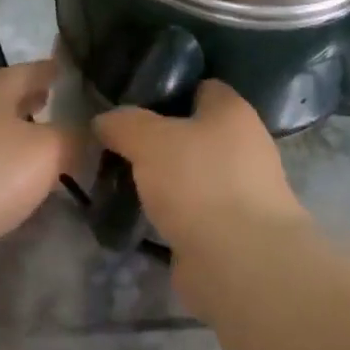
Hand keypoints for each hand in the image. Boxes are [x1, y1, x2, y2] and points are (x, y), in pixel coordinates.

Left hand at [0, 60, 80, 282]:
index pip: (24, 71)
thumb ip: (73, 139)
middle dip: (26, 102)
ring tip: (38, 150)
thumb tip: (90, 134)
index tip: (65, 68)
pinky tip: (11, 190)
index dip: (46, 69)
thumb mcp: (49, 150)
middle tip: (53, 105)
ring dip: (10, 139)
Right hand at [94, 80, 308, 260]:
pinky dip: (171, 212)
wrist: (240, 262)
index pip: (200, 87)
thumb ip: (124, 124)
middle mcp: (244, 144)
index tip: (129, 103)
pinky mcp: (231, 227)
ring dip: (163, 179)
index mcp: (233, 111)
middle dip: (158, 139)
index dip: (166, 91)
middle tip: (118, 145)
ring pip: (191, 173)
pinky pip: (193, 209)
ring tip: (122, 181)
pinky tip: (141, 215)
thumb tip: (104, 120)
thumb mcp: (149, 140)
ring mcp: (241, 189)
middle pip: (193, 132)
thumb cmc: (199, 182)